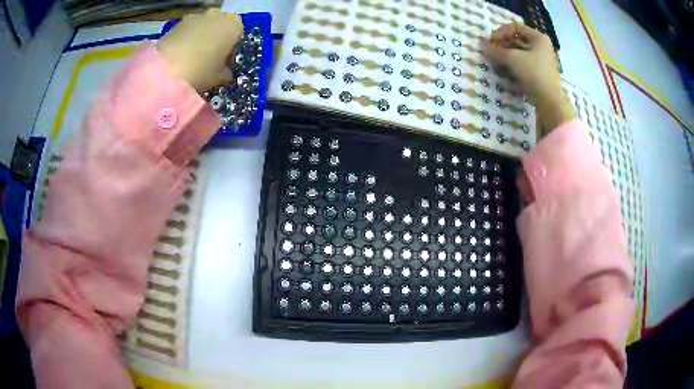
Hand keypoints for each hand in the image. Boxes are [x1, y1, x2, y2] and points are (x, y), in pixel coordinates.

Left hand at [157, 10, 242, 93]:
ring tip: (191, 60)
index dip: (230, 51)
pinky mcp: (177, 22)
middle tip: (207, 61)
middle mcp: (218, 14)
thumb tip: (224, 71)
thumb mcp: (219, 78)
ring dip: (200, 39)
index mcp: (234, 24)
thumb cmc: (201, 71)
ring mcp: (196, 16)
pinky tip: (179, 57)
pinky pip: (187, 31)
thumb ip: (225, 72)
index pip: (238, 36)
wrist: (165, 70)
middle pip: (220, 27)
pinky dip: (185, 40)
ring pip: (203, 28)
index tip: (223, 65)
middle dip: (215, 41)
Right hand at [481, 23, 574, 134]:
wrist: (550, 102)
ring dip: (506, 57)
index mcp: (538, 38)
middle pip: (517, 40)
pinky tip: (504, 72)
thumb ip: (495, 50)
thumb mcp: (512, 59)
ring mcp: (542, 62)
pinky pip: (523, 65)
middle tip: (491, 53)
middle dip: (502, 46)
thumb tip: (481, 44)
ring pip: (519, 54)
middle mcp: (541, 47)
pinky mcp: (540, 74)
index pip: (515, 27)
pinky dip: (513, 66)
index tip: (491, 42)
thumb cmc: (533, 73)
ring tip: (496, 63)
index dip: (501, 33)